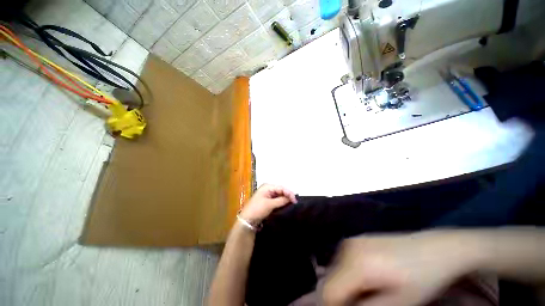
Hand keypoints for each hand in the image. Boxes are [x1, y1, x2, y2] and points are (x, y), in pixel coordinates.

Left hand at [239, 184, 296, 223]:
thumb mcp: (270, 204)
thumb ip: (281, 200)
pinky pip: (277, 199)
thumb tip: (291, 198)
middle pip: (281, 190)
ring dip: (285, 199)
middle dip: (288, 195)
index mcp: (267, 186)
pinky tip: (286, 205)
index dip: (289, 193)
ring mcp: (267, 194)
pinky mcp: (267, 200)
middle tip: (295, 202)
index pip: (281, 187)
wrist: (247, 220)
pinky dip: (281, 201)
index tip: (295, 201)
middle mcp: (268, 188)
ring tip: (292, 203)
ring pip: (279, 195)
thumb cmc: (257, 209)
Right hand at [322, 231, 480, 305]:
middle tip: (362, 304)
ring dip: (344, 287)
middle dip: (340, 297)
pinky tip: (368, 280)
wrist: (434, 249)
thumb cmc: (421, 281)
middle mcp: (347, 247)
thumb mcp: (396, 304)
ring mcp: (350, 240)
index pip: (329, 291)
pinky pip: (341, 262)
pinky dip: (348, 276)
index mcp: (357, 264)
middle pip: (330, 280)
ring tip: (367, 293)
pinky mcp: (354, 240)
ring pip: (334, 271)